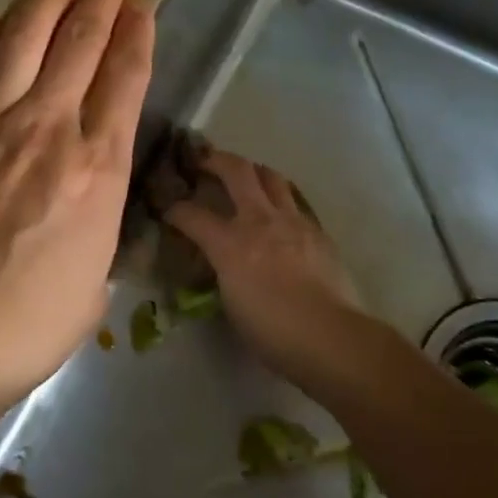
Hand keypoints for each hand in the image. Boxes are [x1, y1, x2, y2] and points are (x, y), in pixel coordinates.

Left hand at [0, 0, 154, 423]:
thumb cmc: (32, 323)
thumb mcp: (96, 275)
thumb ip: (98, 222)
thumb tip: (87, 198)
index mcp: (100, 166)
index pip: (126, 77)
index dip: (136, 32)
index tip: (141, 6)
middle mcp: (51, 127)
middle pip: (81, 40)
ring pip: (24, 34)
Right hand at [162, 148, 367, 392]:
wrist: (330, 336)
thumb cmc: (272, 332)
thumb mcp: (231, 303)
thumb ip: (223, 272)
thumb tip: (222, 263)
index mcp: (230, 243)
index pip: (191, 215)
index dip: (174, 210)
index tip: (168, 210)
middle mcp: (260, 220)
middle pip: (236, 170)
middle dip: (215, 160)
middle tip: (205, 161)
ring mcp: (293, 221)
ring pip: (271, 176)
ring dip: (253, 171)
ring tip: (246, 178)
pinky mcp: (317, 230)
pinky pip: (295, 202)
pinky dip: (281, 199)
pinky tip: (279, 214)